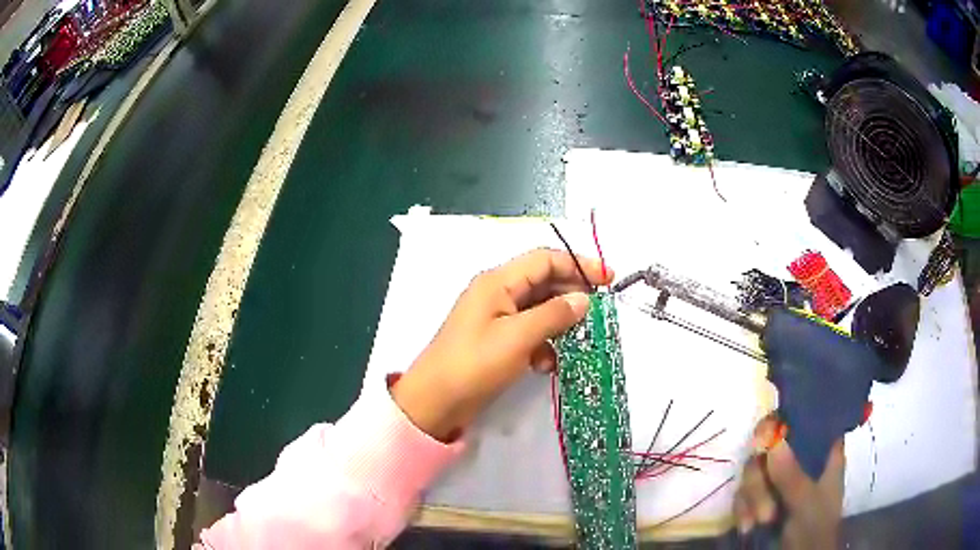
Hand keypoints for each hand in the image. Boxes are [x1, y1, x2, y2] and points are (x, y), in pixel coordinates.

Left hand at [391, 249, 612, 440]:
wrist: (435, 403)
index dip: (579, 264)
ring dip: (558, 323)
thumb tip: (584, 299)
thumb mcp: (518, 337)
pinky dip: (542, 343)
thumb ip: (554, 314)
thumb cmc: (475, 364)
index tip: (609, 279)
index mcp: (498, 281)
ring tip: (576, 340)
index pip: (545, 259)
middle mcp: (497, 292)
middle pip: (543, 281)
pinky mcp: (496, 340)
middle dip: (572, 294)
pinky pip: (528, 332)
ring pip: (538, 308)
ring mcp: (495, 317)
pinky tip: (546, 364)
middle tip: (598, 312)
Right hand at [734, 415, 844, 548]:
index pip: (805, 420)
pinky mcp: (761, 499)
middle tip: (764, 508)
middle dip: (760, 480)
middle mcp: (799, 460)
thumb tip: (771, 438)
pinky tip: (747, 527)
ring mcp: (779, 480)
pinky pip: (743, 493)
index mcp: (822, 452)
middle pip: (770, 448)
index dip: (783, 422)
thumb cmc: (815, 529)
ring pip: (754, 472)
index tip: (765, 438)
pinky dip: (742, 509)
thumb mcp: (807, 503)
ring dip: (751, 499)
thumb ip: (791, 475)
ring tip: (756, 523)